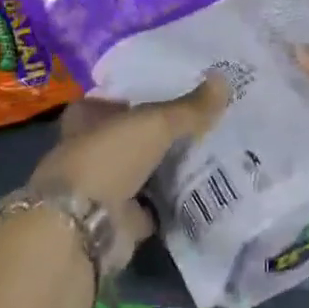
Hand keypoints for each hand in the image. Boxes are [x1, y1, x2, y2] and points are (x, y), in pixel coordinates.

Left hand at [26, 75, 228, 269]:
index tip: (172, 91)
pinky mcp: (118, 222)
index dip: (137, 96)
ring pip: (141, 172)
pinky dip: (170, 203)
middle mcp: (90, 152)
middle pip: (130, 137)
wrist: (82, 227)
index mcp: (86, 120)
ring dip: (165, 169)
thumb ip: (189, 108)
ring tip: (210, 152)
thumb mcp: (154, 123)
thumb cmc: (108, 158)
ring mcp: (102, 189)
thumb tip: (225, 80)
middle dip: (158, 134)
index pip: (112, 100)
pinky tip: (201, 192)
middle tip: (201, 121)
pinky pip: (151, 207)